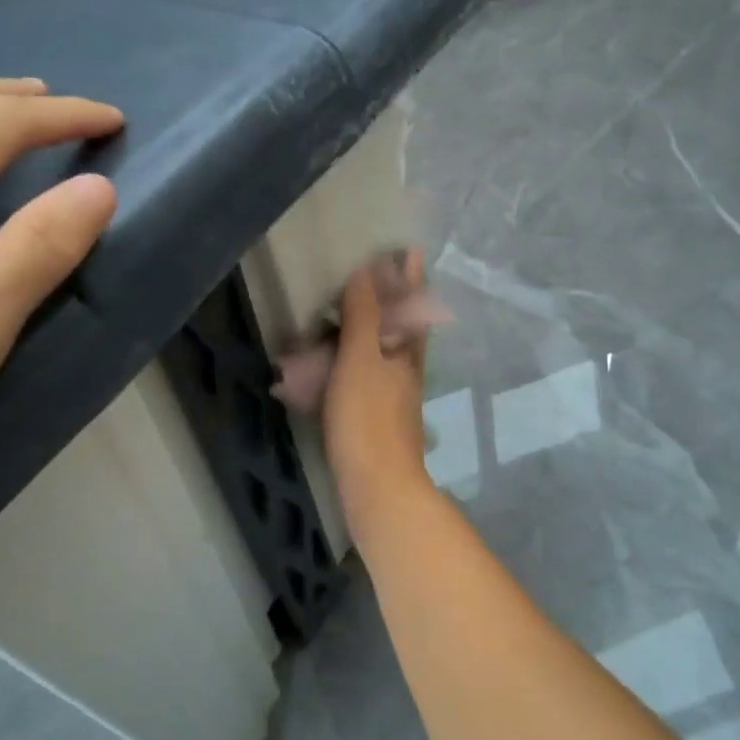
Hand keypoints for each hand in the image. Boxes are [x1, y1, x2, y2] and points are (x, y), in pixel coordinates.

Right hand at [323, 249, 432, 491]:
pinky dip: (347, 364)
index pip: (411, 305)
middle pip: (400, 328)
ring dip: (367, 330)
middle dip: (390, 301)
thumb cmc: (368, 419)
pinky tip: (328, 369)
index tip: (410, 251)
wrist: (378, 488)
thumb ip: (364, 317)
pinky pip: (361, 378)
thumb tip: (369, 271)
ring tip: (344, 315)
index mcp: (406, 354)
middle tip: (374, 277)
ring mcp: (391, 398)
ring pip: (381, 354)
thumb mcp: (361, 360)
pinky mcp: (374, 420)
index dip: (410, 278)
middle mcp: (404, 373)